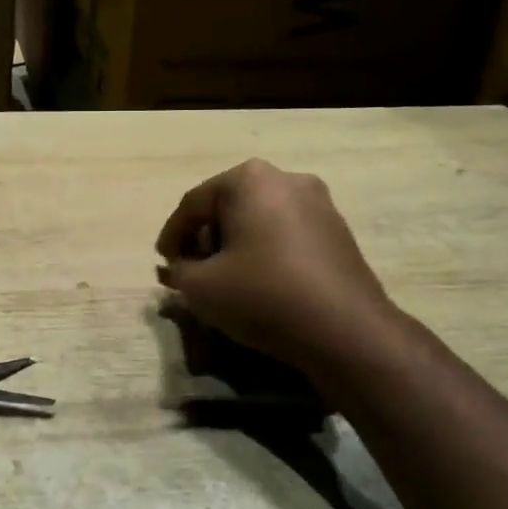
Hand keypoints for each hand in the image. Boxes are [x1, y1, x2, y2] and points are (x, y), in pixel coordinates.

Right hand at [156, 159, 396, 372]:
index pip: (193, 204)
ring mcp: (319, 203)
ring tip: (223, 279)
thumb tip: (182, 267)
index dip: (172, 236)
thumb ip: (178, 271)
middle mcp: (286, 178)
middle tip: (192, 270)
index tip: (162, 263)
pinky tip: (258, 282)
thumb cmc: (262, 295)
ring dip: (235, 245)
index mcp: (248, 179)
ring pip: (258, 220)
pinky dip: (264, 252)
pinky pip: (285, 234)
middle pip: (228, 207)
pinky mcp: (338, 231)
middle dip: (205, 238)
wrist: (345, 330)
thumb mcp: (199, 287)